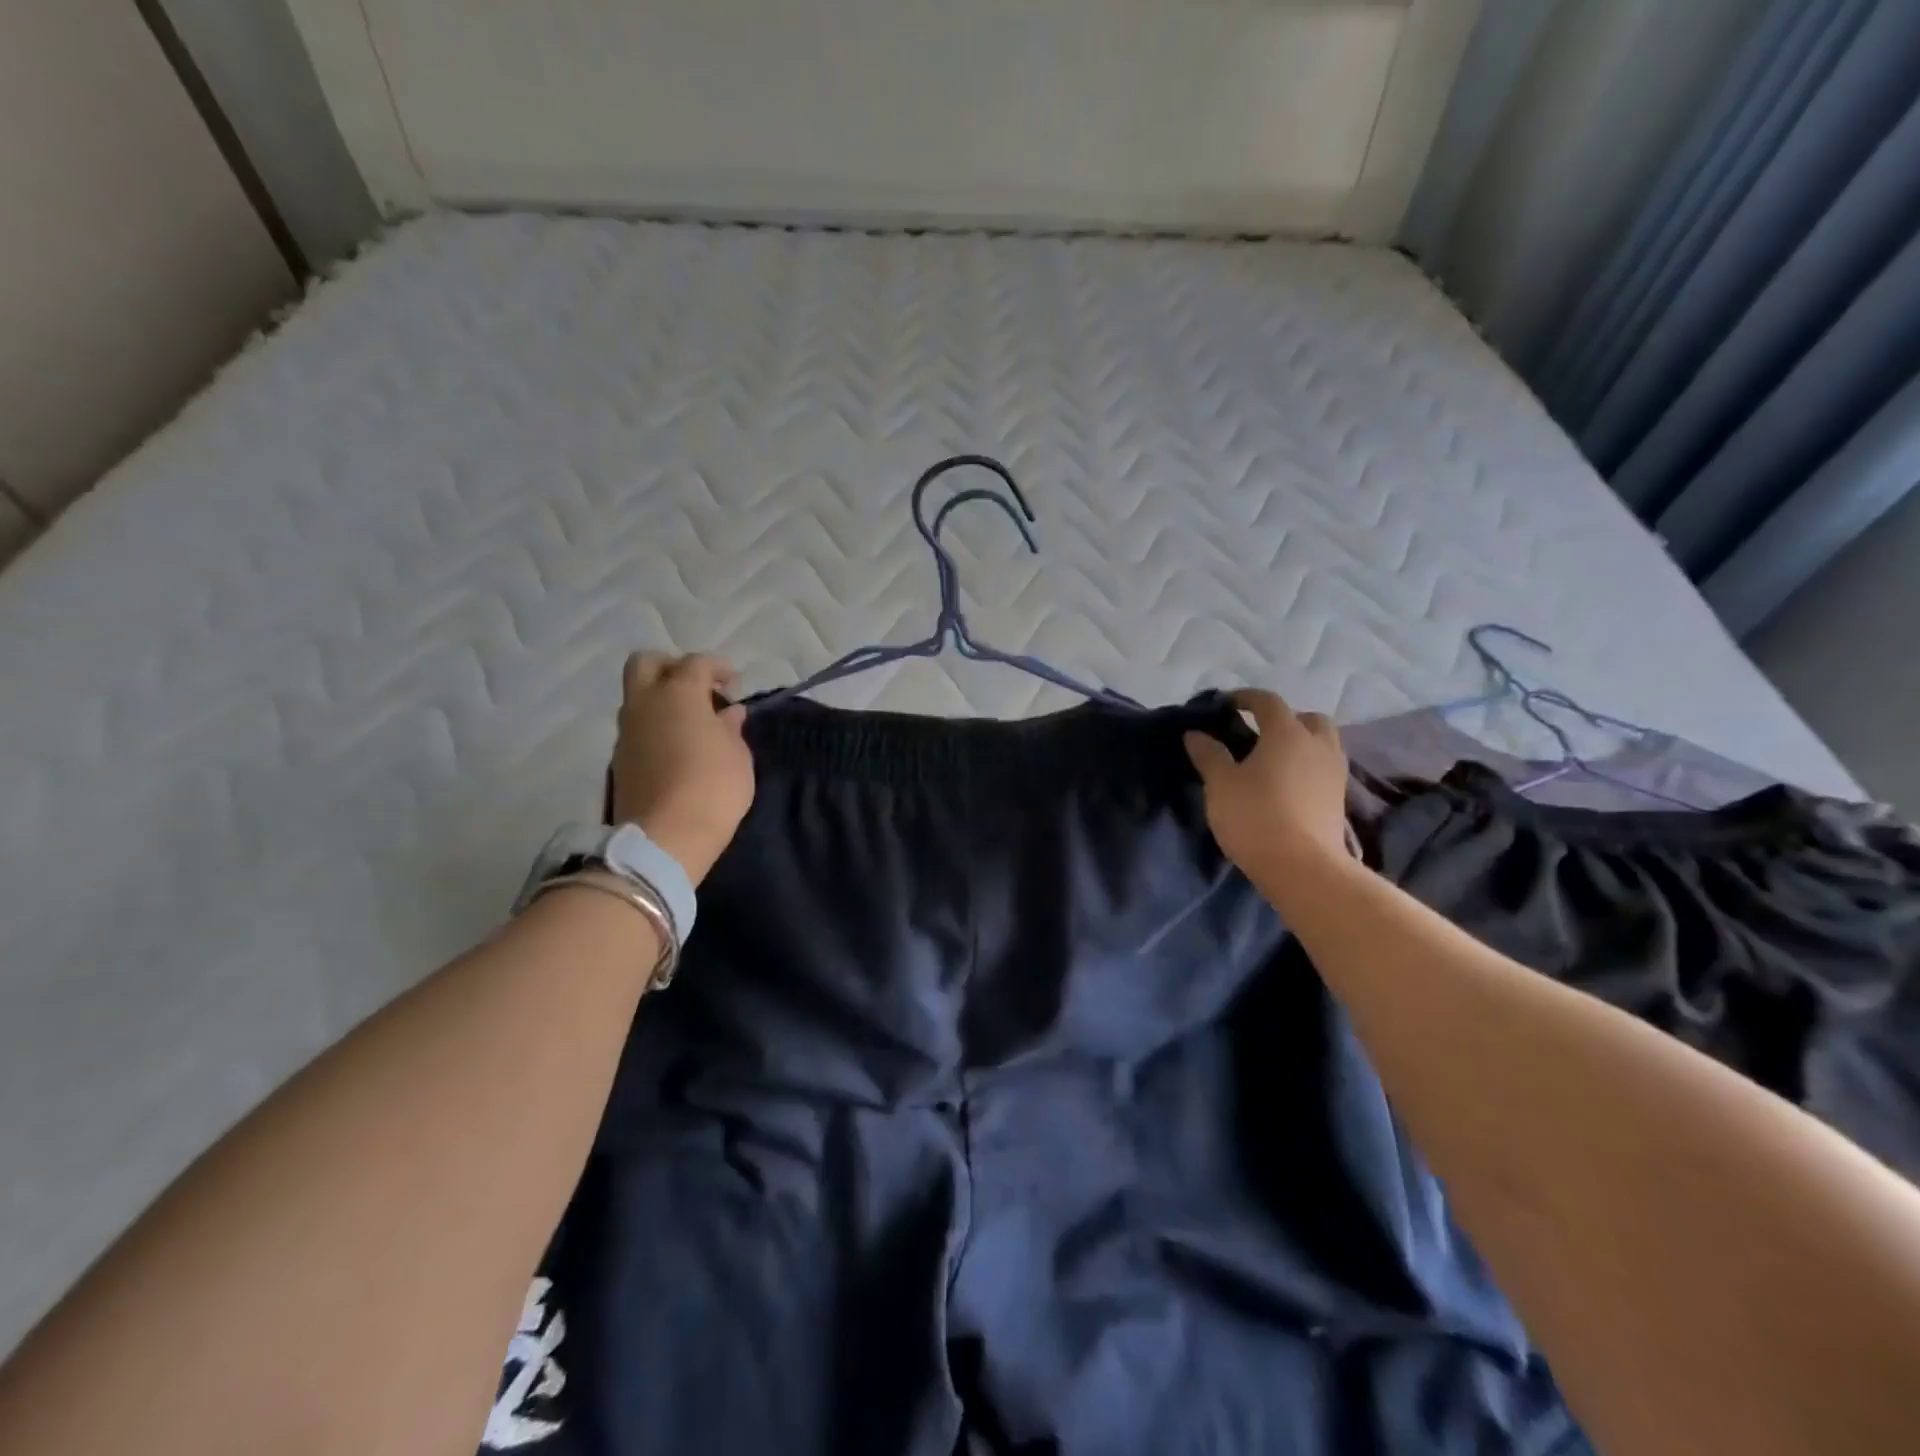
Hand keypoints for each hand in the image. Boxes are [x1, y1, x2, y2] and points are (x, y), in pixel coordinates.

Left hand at [611, 653, 755, 884]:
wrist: (665, 838)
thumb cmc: (713, 787)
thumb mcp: (737, 755)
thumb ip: (731, 727)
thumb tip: (728, 713)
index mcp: (678, 693)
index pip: (696, 662)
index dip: (719, 668)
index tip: (735, 686)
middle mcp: (644, 703)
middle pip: (646, 663)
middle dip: (672, 667)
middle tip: (699, 689)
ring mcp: (626, 732)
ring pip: (637, 696)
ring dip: (662, 700)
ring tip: (692, 724)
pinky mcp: (619, 760)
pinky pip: (637, 728)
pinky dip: (655, 727)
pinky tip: (677, 748)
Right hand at [1184, 690, 1350, 877]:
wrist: (1302, 868)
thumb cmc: (1255, 816)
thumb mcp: (1220, 784)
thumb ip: (1209, 754)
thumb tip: (1196, 733)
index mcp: (1287, 733)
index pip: (1267, 701)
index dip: (1245, 698)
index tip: (1225, 705)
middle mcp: (1317, 744)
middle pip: (1307, 718)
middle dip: (1283, 719)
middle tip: (1257, 733)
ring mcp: (1333, 772)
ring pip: (1321, 743)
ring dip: (1299, 743)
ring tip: (1271, 760)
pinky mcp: (1338, 799)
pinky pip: (1322, 768)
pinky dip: (1306, 766)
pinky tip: (1285, 784)